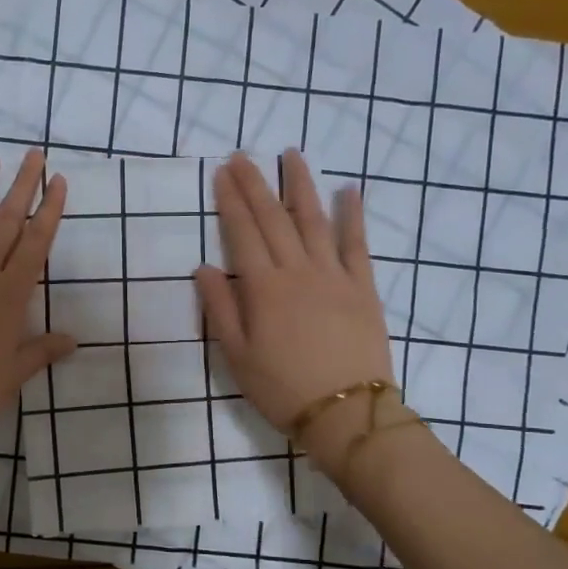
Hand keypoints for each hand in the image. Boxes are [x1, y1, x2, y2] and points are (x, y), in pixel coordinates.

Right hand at [194, 151, 400, 468]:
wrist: (346, 413)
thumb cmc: (282, 389)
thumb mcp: (237, 356)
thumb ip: (220, 308)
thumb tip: (204, 268)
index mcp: (264, 289)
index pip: (243, 233)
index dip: (231, 201)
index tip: (221, 173)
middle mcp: (298, 271)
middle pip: (274, 219)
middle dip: (256, 184)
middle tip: (243, 156)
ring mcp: (334, 276)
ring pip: (314, 220)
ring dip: (301, 186)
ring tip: (292, 155)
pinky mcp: (363, 287)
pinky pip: (357, 244)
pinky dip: (352, 215)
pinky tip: (349, 190)